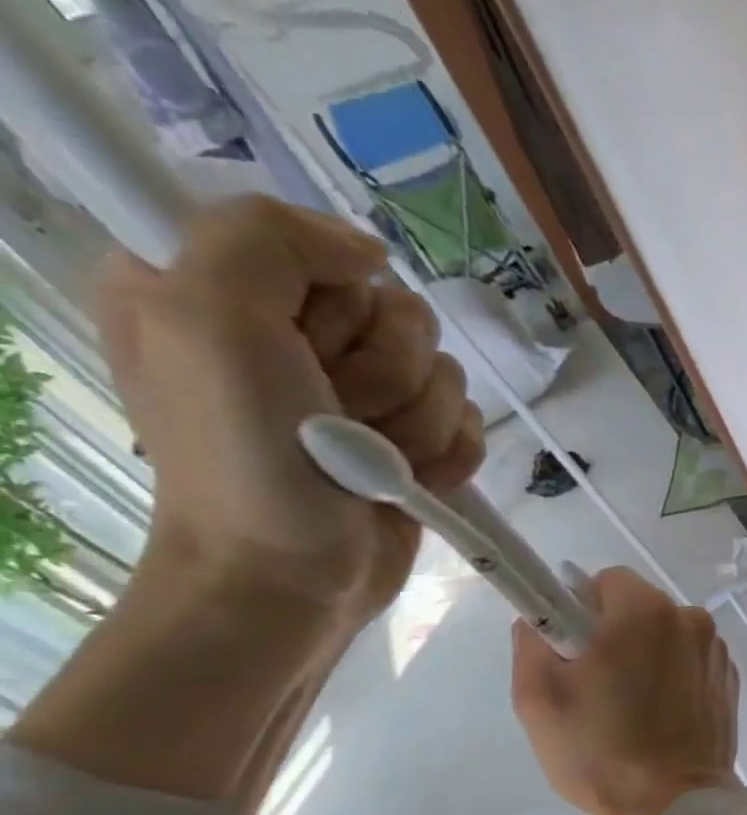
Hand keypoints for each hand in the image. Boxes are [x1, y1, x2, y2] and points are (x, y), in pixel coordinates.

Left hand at [96, 196, 484, 626]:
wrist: (289, 573)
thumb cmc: (240, 456)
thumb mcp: (208, 318)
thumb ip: (270, 241)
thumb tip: (369, 253)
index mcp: (222, 289)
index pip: (324, 248)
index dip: (332, 299)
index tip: (298, 347)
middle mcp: (295, 334)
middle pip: (401, 313)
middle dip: (384, 372)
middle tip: (334, 415)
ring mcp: (360, 393)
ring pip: (444, 371)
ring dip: (417, 422)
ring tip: (370, 460)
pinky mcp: (411, 439)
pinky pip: (470, 421)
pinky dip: (446, 454)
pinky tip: (409, 479)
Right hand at [511, 568, 739, 814]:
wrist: (675, 803)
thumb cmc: (600, 749)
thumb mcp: (539, 697)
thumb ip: (533, 641)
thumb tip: (540, 618)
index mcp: (647, 610)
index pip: (606, 581)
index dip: (581, 608)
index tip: (571, 647)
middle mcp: (691, 618)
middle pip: (640, 607)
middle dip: (614, 633)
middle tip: (593, 684)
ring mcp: (717, 650)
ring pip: (666, 635)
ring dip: (646, 655)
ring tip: (629, 708)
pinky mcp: (730, 679)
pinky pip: (690, 662)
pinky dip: (673, 677)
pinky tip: (660, 717)